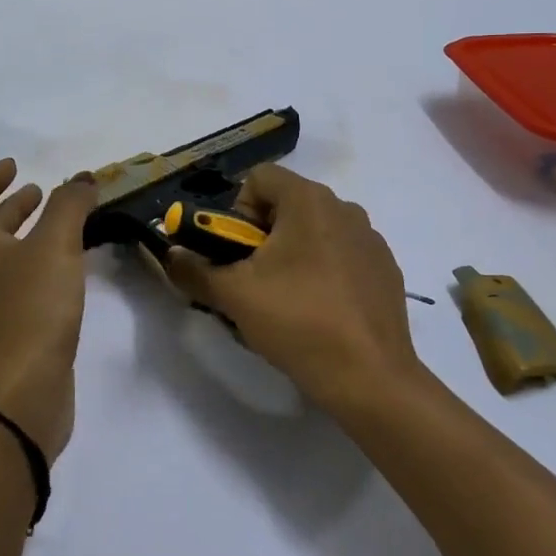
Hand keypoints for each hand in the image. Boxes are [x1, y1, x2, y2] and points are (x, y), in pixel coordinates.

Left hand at [0, 160, 97, 463]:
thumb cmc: (30, 310)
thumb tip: (80, 178)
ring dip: (33, 237)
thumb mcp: (53, 246)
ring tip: (67, 227)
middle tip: (41, 193)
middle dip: (13, 208)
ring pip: (12, 260)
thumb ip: (69, 206)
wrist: (20, 396)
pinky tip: (74, 272)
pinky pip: (30, 287)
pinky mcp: (20, 334)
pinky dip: (48, 268)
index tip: (14, 166)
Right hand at [165, 165, 420, 416]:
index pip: (259, 179)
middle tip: (252, 282)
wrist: (371, 377)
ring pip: (314, 232)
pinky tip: (320, 313)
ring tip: (285, 302)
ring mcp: (370, 239)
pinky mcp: (385, 269)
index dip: (236, 211)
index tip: (235, 253)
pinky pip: (341, 256)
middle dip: (261, 237)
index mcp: (309, 200)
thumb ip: (194, 269)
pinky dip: (323, 273)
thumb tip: (171, 255)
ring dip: (291, 255)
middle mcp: (344, 208)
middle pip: (286, 205)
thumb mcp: (233, 296)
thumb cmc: (298, 322)